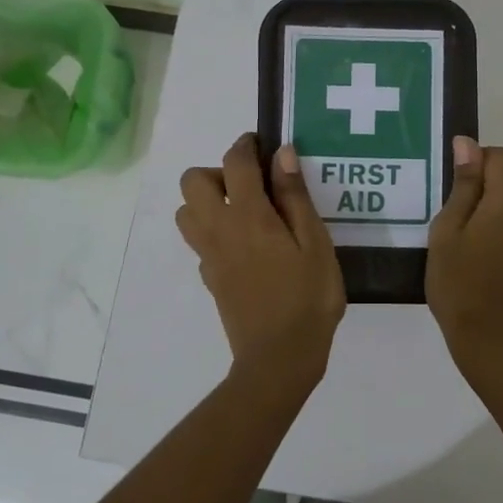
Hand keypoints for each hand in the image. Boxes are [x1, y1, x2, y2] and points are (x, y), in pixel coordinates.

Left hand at [177, 134, 345, 381]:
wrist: (279, 357)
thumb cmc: (308, 297)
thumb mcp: (315, 243)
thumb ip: (295, 196)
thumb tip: (282, 154)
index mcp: (248, 215)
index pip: (235, 162)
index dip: (246, 145)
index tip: (263, 144)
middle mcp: (219, 228)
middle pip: (192, 181)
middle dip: (218, 172)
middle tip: (252, 187)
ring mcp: (209, 255)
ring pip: (186, 210)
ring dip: (208, 201)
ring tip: (245, 214)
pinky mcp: (209, 277)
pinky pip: (198, 240)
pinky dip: (213, 230)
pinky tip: (245, 246)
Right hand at [427, 138, 502, 387]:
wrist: (499, 344)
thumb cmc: (461, 287)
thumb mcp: (447, 234)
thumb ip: (463, 185)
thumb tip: (468, 145)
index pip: (500, 155)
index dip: (476, 162)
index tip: (457, 187)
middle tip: (473, 201)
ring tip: (486, 224)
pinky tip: (502, 248)